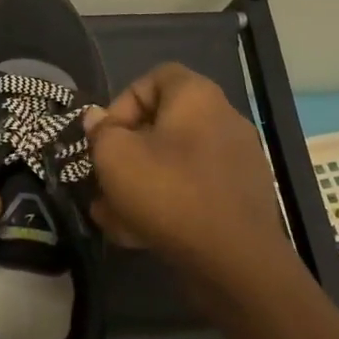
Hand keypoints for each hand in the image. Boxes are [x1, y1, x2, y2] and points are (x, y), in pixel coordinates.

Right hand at [83, 63, 296, 292]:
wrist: (234, 261)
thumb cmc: (168, 192)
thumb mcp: (115, 157)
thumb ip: (101, 132)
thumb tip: (98, 120)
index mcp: (197, 98)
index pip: (156, 77)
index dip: (123, 102)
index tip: (106, 136)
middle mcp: (223, 121)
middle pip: (162, 126)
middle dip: (126, 152)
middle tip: (105, 178)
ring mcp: (236, 162)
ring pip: (173, 164)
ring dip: (139, 184)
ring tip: (111, 214)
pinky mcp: (240, 199)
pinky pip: (192, 191)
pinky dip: (165, 205)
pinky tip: (137, 233)